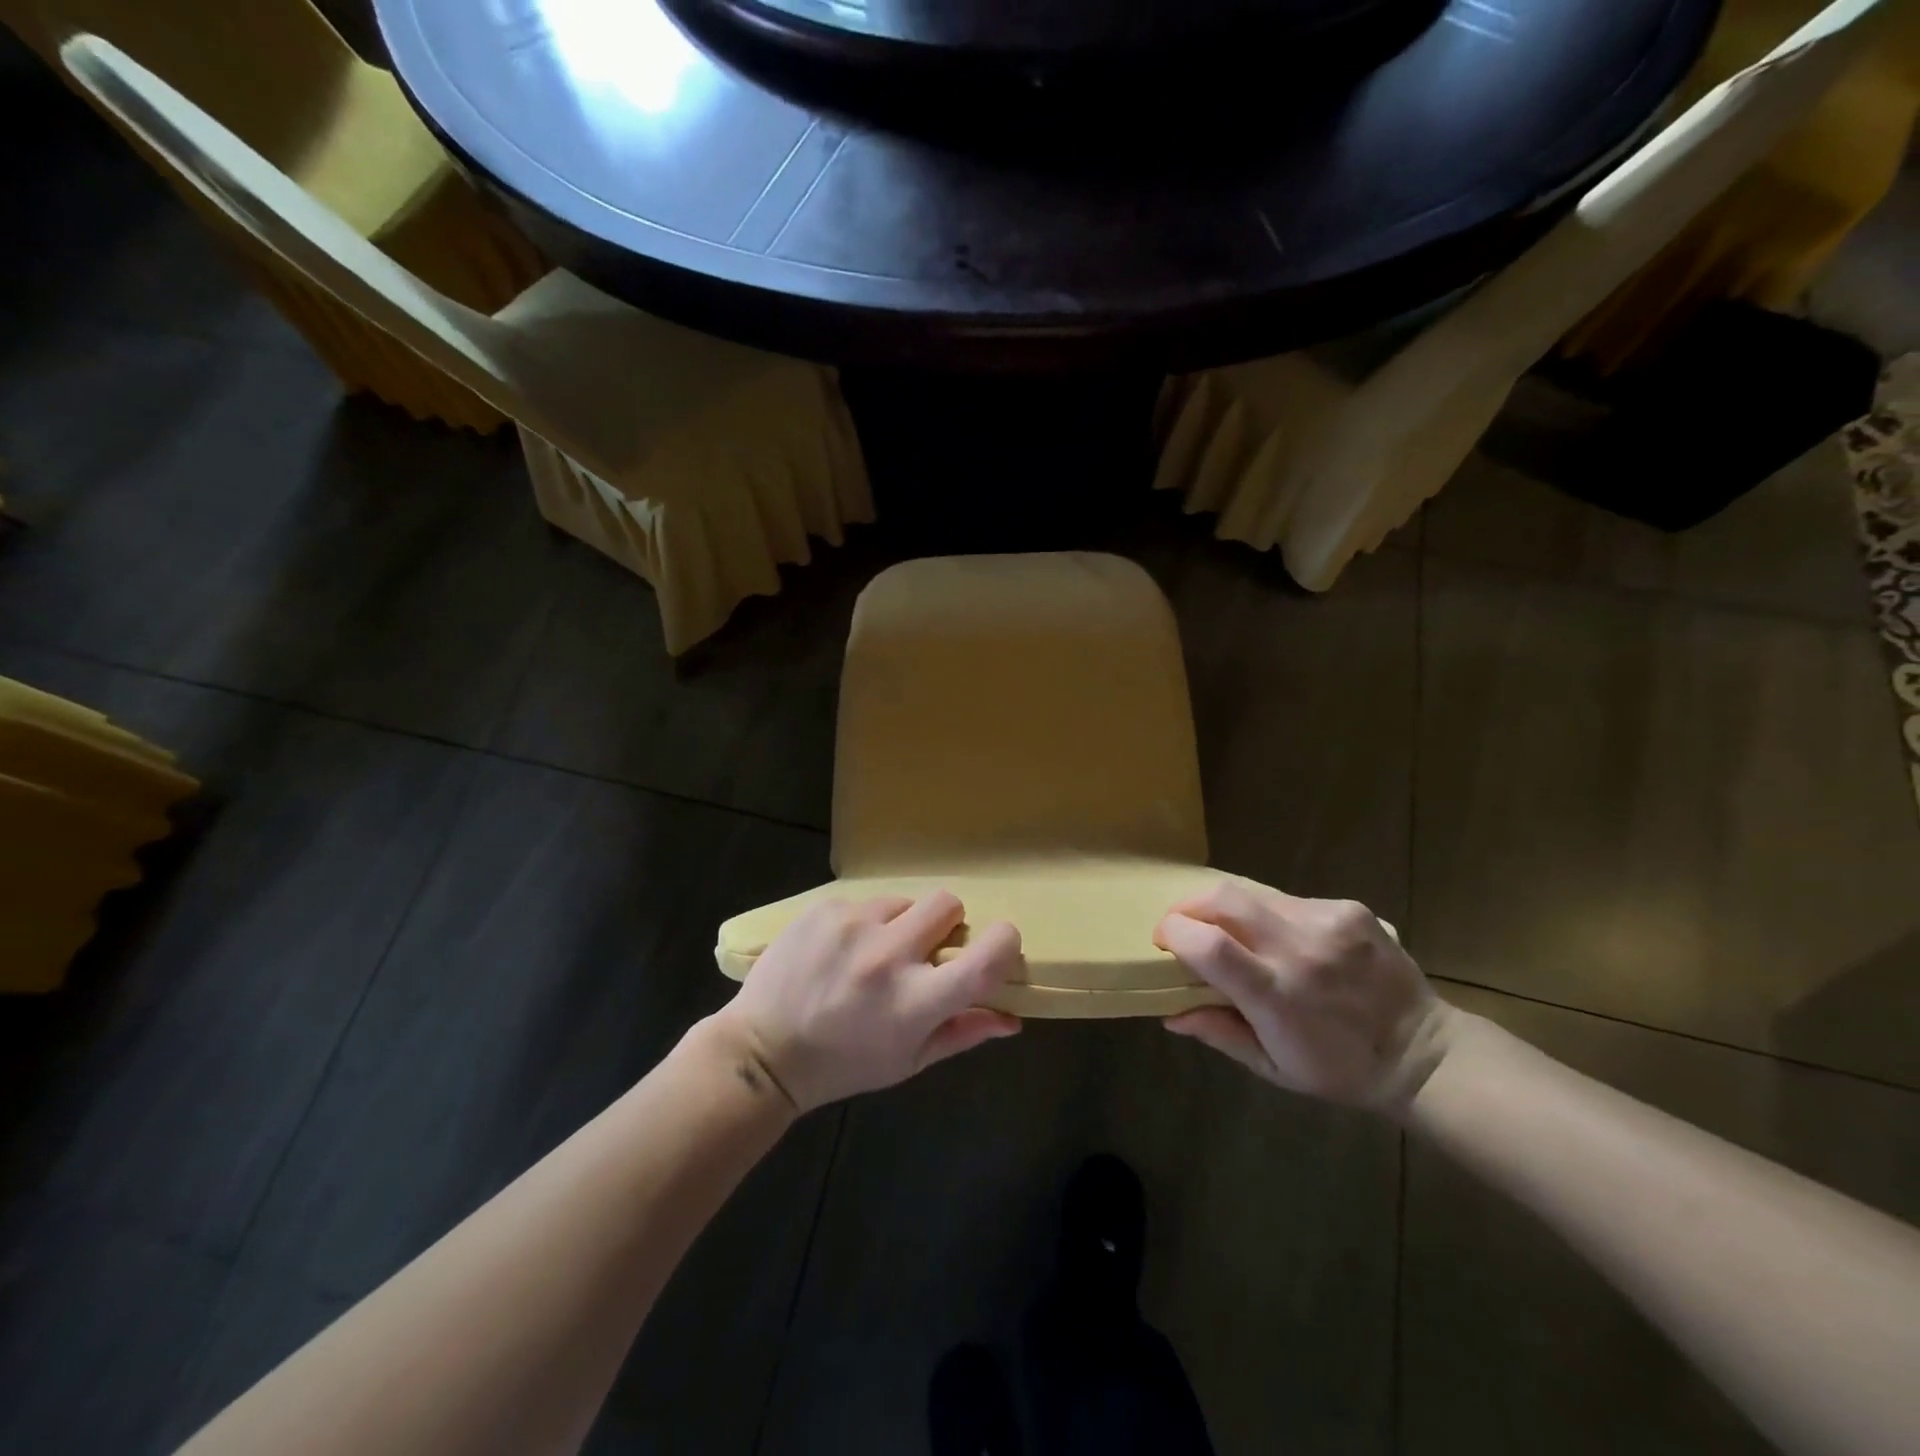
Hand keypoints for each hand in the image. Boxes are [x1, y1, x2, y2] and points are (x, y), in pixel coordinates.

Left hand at [717, 893, 1022, 1112]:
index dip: (1003, 943)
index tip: (996, 945)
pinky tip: (840, 951)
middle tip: (923, 950)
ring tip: (872, 954)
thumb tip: (1013, 1018)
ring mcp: (853, 924)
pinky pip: (865, 901)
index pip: (987, 955)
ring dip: (900, 923)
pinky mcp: (825, 908)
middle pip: (948, 903)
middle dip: (946, 924)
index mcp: (916, 1001)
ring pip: (904, 900)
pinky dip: (864, 923)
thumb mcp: (908, 1061)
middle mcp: (888, 955)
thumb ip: (964, 1033)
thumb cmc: (844, 1064)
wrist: (762, 1051)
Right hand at [1155, 882, 1455, 1114]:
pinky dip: (1269, 913)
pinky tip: (1282, 937)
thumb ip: (1218, 1032)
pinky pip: (1288, 899)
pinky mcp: (1349, 909)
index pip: (1208, 946)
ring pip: (1253, 893)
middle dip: (1190, 905)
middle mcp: (1300, 950)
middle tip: (1183, 924)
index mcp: (1277, 995)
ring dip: (1228, 909)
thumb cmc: (1339, 1070)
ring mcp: (1328, 923)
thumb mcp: (1272, 1066)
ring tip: (1231, 931)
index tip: (1162, 940)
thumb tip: (1169, 1013)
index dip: (1174, 932)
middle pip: (1223, 900)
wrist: (1424, 1052)